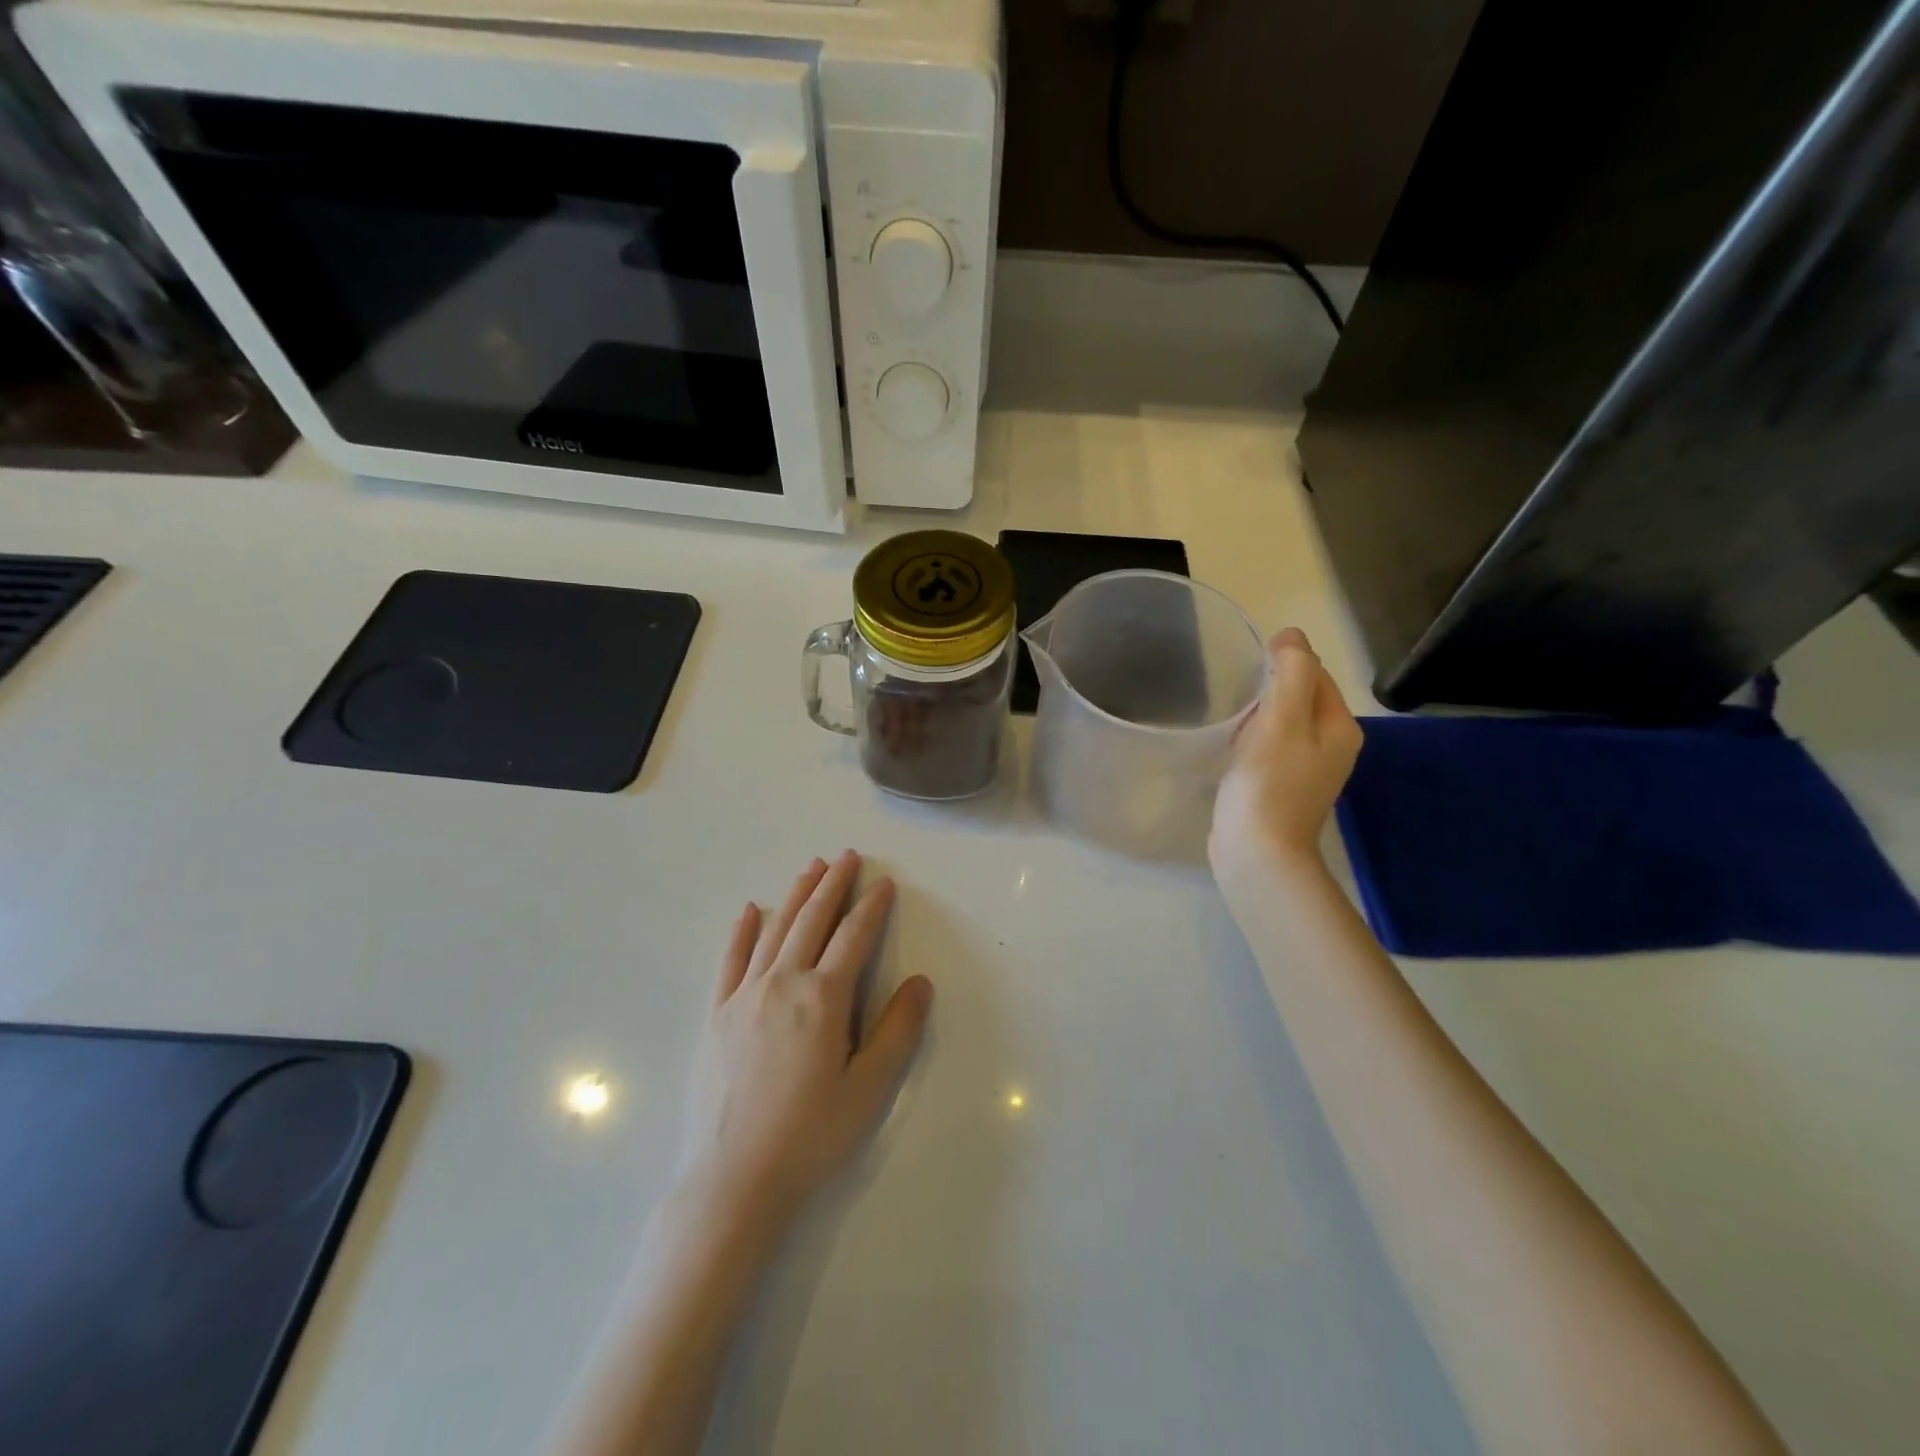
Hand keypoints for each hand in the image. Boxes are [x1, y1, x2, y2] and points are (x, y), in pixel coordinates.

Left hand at [677, 851, 932, 1235]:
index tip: (883, 882)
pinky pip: (731, 960)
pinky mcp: (716, 1014)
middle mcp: (783, 982)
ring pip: (775, 929)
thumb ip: (898, 1030)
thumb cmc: (811, 1135)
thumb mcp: (870, 1088)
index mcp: (824, 997)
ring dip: (796, 895)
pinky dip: (743, 930)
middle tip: (847, 857)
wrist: (734, 1180)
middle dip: (833, 884)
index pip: (854, 936)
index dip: (872, 906)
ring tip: (811, 868)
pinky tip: (750, 910)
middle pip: (812, 919)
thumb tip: (920, 981)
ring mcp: (743, 995)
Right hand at [1210, 628, 1363, 877]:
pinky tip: (1233, 747)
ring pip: (1285, 722)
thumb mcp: (1283, 720)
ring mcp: (1310, 770)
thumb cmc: (1269, 784)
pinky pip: (1272, 747)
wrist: (1258, 853)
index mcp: (1340, 727)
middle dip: (1270, 688)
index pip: (1316, 674)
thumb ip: (1292, 673)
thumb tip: (1292, 637)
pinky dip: (1253, 739)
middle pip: (1301, 697)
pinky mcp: (1284, 787)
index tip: (1247, 670)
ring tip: (1231, 718)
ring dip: (1259, 713)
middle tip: (1235, 693)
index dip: (1283, 662)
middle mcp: (1333, 746)